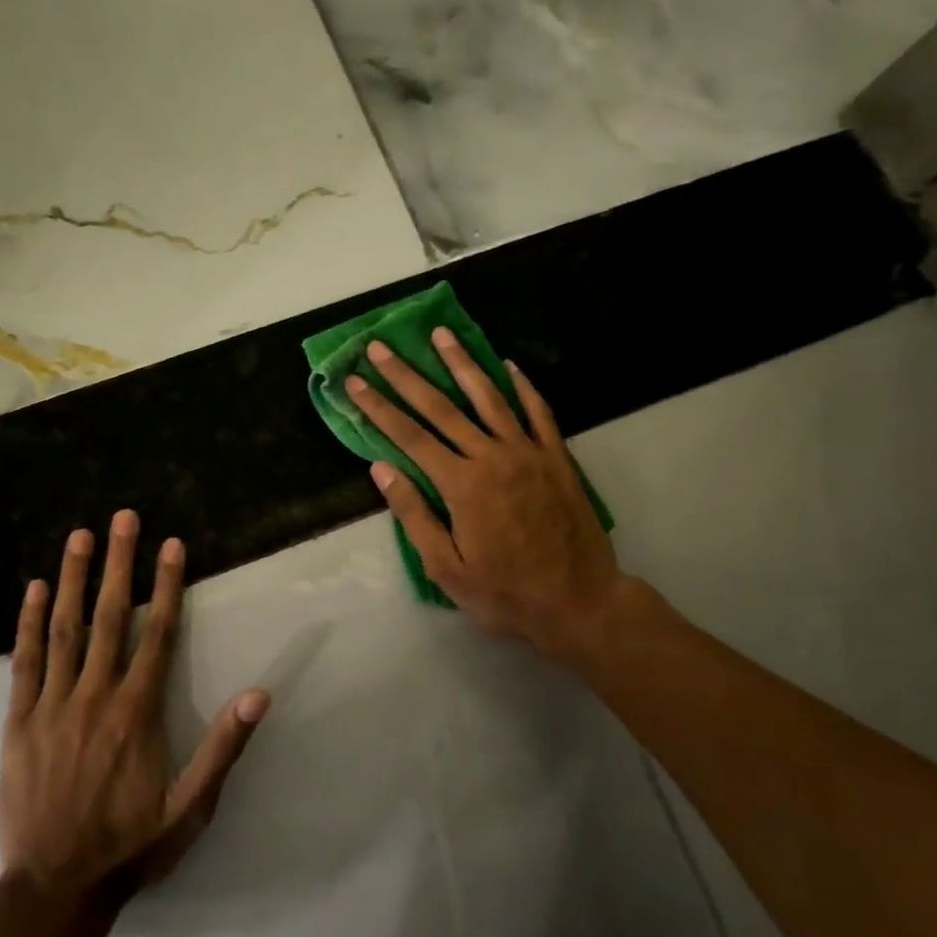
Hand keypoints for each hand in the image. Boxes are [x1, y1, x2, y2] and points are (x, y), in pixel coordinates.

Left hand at [0, 512, 267, 905]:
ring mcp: (52, 706)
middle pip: (109, 617)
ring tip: (79, 536)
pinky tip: (33, 590)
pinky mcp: (18, 722)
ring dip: (73, 579)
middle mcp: (95, 696)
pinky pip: (24, 663)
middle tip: (123, 518)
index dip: (165, 585)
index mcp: (137, 712)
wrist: (53, 889)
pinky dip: (28, 623)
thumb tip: (259, 694)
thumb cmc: (129, 845)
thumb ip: (223, 748)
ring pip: (65, 630)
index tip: (171, 544)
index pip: (156, 633)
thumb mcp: (190, 808)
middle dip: (119, 563)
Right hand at [347, 329, 629, 659]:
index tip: (355, 381)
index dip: (378, 407)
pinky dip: (522, 386)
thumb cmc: (506, 593)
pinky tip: (508, 365)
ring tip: (441, 334)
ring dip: (462, 363)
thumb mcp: (448, 569)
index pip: (409, 436)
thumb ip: (414, 516)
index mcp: (461, 485)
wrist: (580, 602)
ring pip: (489, 397)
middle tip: (381, 346)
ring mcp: (528, 453)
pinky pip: (538, 411)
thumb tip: (380, 470)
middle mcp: (492, 457)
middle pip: (441, 407)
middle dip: (406, 375)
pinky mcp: (557, 457)